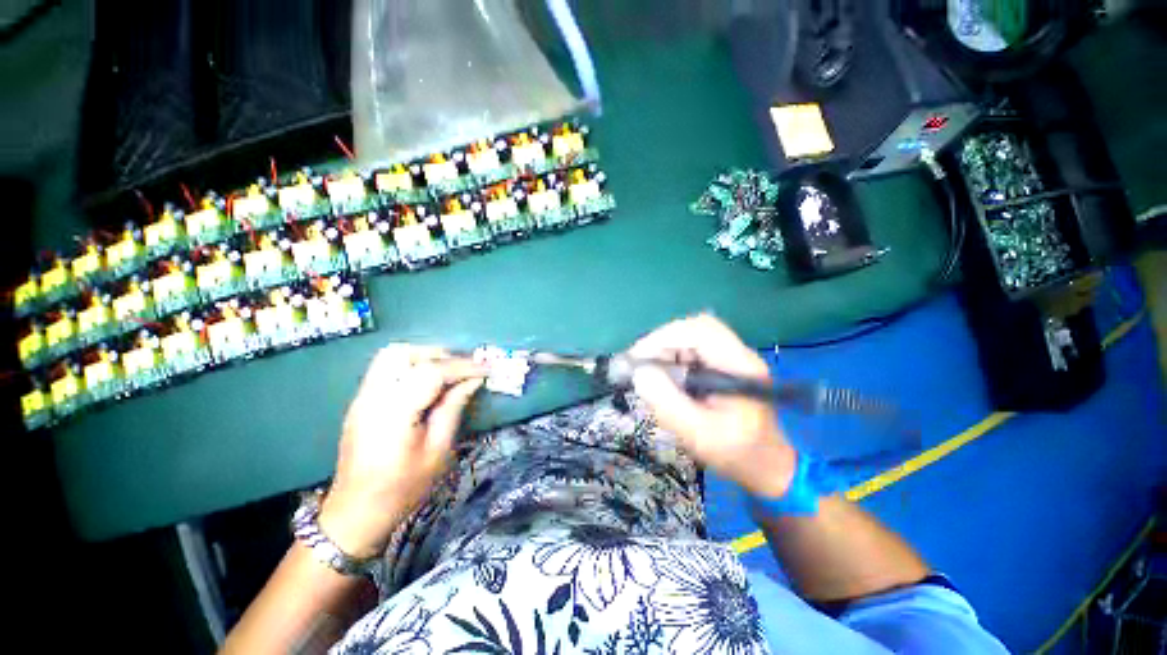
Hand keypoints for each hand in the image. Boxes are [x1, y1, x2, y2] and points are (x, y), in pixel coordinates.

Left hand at [319, 345, 485, 558]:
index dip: (463, 366)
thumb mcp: (438, 451)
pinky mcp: (361, 402)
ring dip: (423, 356)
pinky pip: (386, 369)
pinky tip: (428, 383)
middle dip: (439, 354)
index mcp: (394, 412)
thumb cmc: (403, 488)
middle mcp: (373, 397)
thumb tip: (473, 381)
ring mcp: (362, 397)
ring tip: (448, 371)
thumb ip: (454, 408)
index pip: (431, 372)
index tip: (487, 368)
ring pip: (391, 356)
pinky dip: (411, 366)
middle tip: (464, 368)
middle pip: (403, 353)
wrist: (356, 512)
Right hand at [629, 314, 797, 498]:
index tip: (638, 357)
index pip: (700, 330)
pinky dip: (671, 358)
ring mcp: (729, 357)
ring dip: (664, 350)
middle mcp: (737, 353)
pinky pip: (690, 350)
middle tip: (640, 365)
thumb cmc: (737, 453)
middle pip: (693, 328)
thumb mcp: (699, 435)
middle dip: (662, 342)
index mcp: (739, 365)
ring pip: (690, 337)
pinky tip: (664, 377)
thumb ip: (668, 403)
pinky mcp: (721, 365)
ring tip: (650, 373)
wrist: (766, 465)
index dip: (664, 337)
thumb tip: (639, 373)